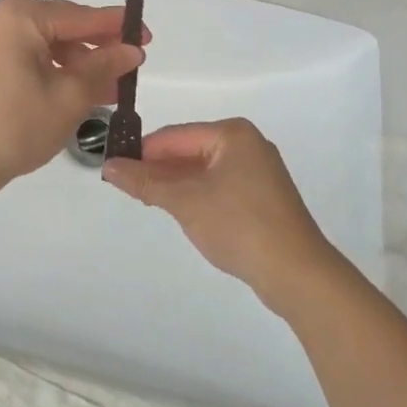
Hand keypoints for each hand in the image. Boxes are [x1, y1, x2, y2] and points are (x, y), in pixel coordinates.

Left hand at [0, 0, 145, 196]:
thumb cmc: (15, 125)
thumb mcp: (69, 96)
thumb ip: (103, 66)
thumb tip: (132, 50)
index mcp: (19, 15)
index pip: (80, 16)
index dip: (117, 27)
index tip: (147, 36)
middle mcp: (0, 15)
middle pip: (62, 27)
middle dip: (97, 49)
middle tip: (131, 65)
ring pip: (45, 43)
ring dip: (77, 64)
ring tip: (110, 87)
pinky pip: (27, 55)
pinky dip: (52, 70)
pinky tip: (78, 90)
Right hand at [102, 119, 336, 313]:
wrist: (297, 273)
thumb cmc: (239, 225)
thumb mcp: (186, 202)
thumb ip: (146, 182)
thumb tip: (108, 167)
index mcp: (232, 134)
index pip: (176, 136)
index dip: (143, 150)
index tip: (115, 166)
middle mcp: (248, 144)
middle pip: (191, 150)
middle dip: (160, 168)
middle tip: (128, 186)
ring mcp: (259, 171)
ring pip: (205, 170)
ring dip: (178, 184)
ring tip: (149, 199)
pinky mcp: (264, 198)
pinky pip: (221, 186)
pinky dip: (199, 195)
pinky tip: (183, 212)